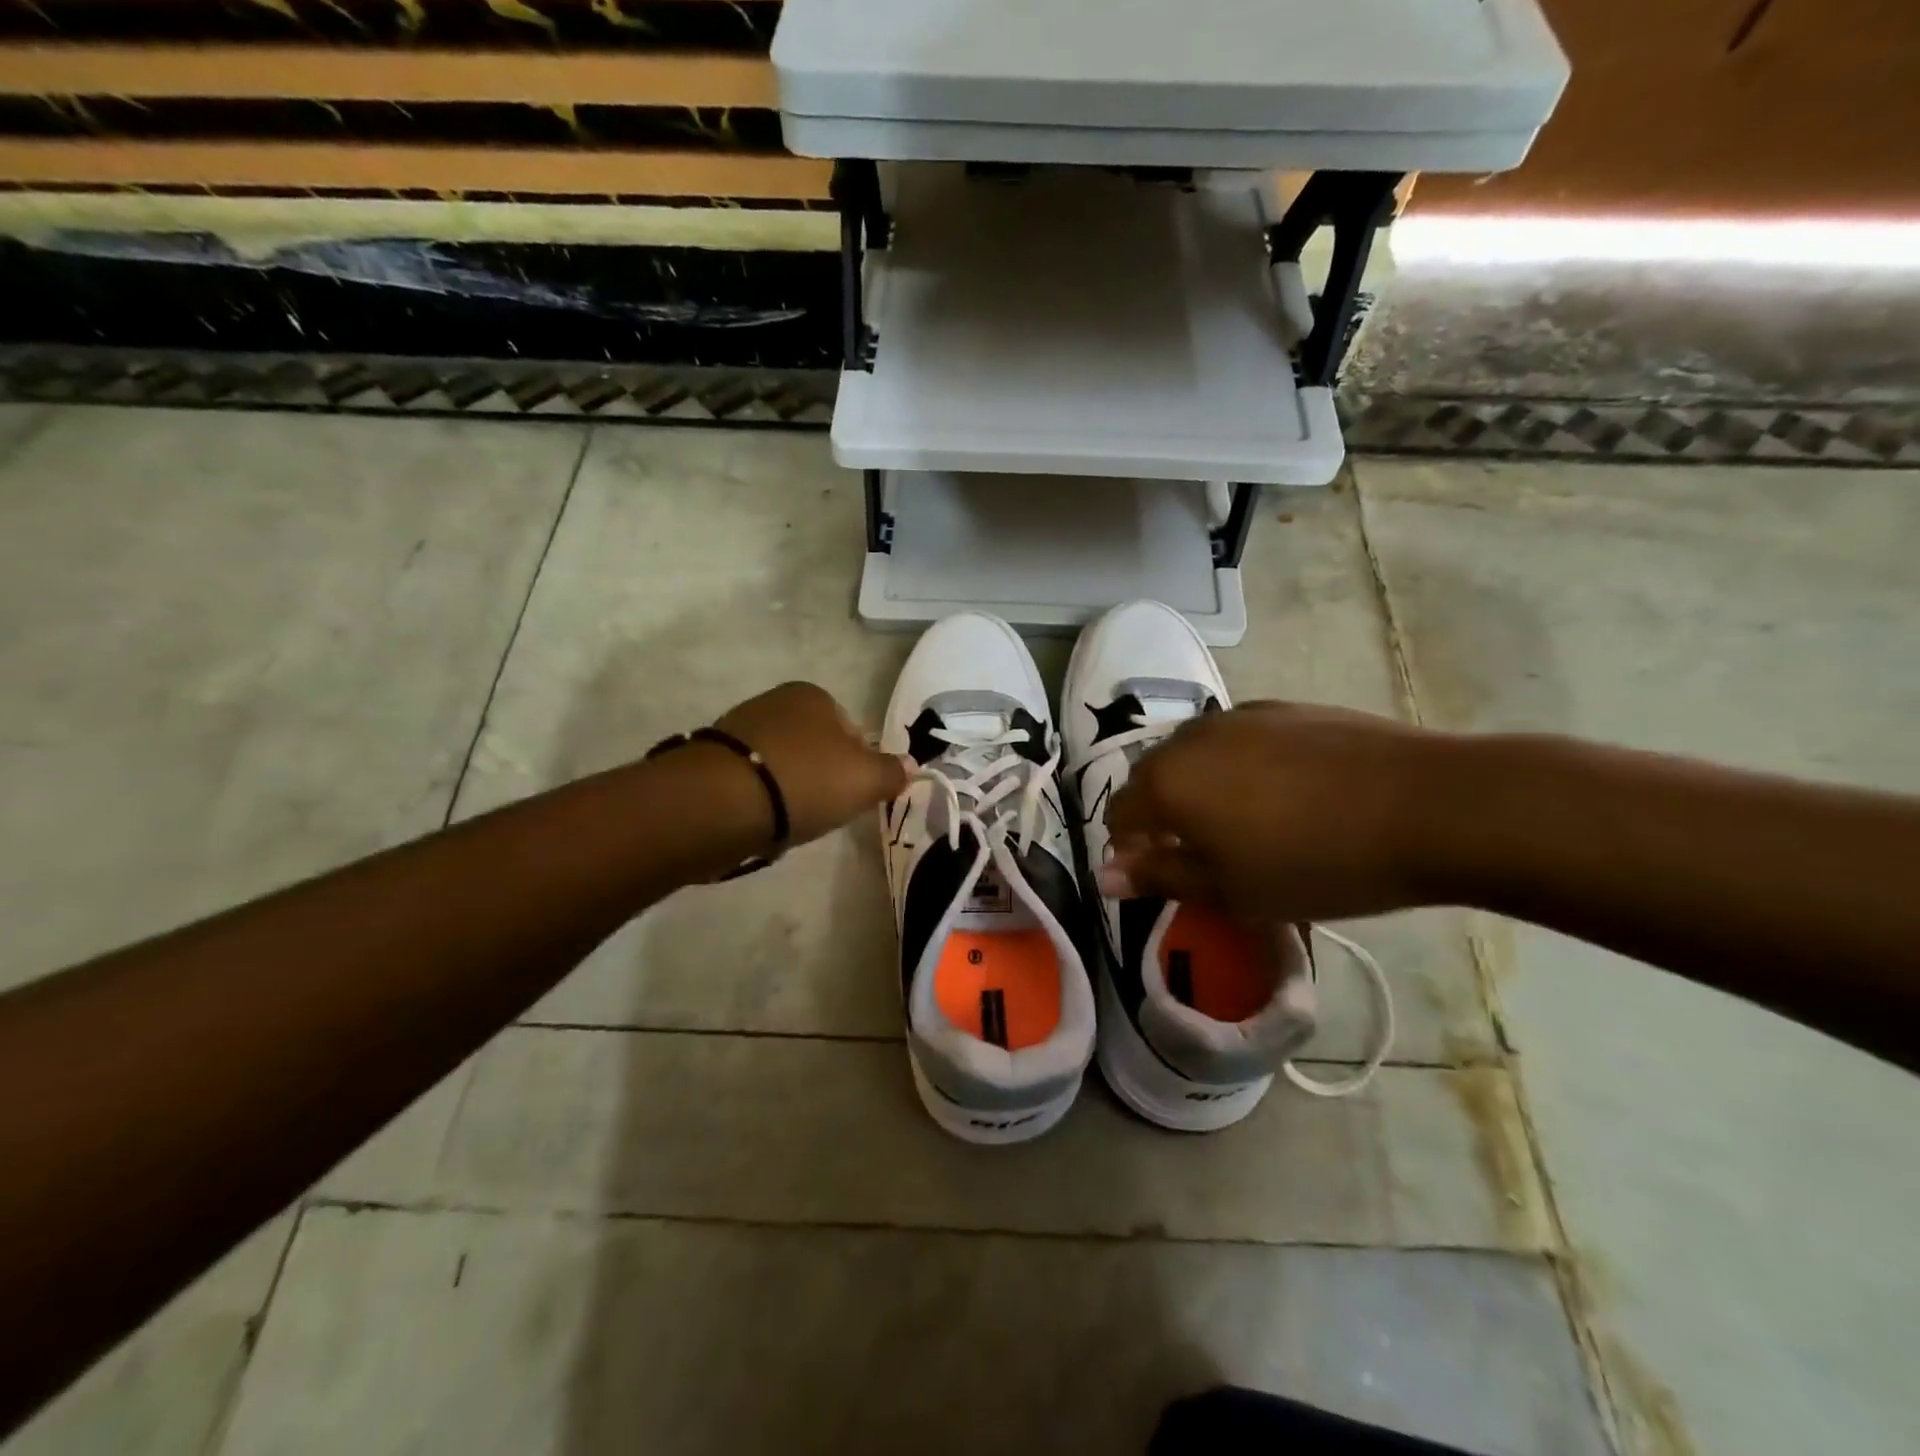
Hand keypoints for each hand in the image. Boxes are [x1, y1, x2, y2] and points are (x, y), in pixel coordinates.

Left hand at [713, 682, 909, 847]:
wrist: (720, 802)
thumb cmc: (805, 781)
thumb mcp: (866, 780)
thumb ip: (892, 773)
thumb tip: (909, 767)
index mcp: (813, 695)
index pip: (852, 731)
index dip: (860, 765)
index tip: (855, 795)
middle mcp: (774, 701)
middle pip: (816, 747)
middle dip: (823, 778)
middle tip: (824, 810)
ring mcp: (738, 729)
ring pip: (783, 765)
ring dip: (790, 790)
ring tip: (789, 821)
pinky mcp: (710, 760)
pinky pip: (751, 782)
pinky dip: (761, 800)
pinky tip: (760, 821)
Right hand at [1099, 701, 1448, 922]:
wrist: (1429, 805)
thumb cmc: (1317, 863)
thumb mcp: (1231, 890)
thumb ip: (1160, 878)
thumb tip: (1104, 876)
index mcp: (1167, 782)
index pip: (1120, 815)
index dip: (1132, 852)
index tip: (1166, 879)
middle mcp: (1191, 737)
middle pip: (1154, 779)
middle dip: (1165, 818)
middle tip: (1206, 858)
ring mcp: (1240, 715)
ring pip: (1197, 756)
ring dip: (1202, 790)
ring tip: (1249, 825)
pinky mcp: (1285, 707)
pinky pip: (1240, 740)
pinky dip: (1241, 767)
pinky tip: (1287, 795)